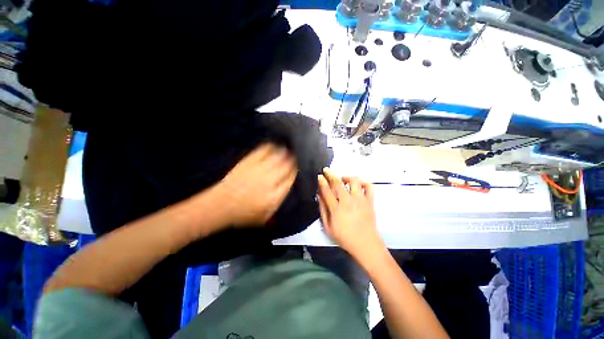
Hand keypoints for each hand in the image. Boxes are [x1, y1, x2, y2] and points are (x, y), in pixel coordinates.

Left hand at [216, 143, 297, 226]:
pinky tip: (273, 147)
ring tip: (287, 151)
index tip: (296, 169)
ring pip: (277, 156)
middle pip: (286, 166)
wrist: (221, 205)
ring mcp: (259, 169)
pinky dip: (271, 147)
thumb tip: (288, 187)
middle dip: (292, 161)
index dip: (295, 172)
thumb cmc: (244, 213)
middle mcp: (270, 180)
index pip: (290, 179)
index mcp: (275, 195)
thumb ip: (279, 202)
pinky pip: (264, 151)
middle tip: (294, 158)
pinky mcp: (249, 162)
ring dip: (284, 152)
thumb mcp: (265, 215)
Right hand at [318, 168, 383, 258]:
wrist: (366, 244)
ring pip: (354, 181)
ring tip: (343, 179)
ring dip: (347, 176)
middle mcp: (348, 201)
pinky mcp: (370, 201)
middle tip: (327, 170)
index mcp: (336, 208)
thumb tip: (319, 196)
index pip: (327, 191)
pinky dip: (364, 182)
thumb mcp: (328, 227)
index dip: (322, 181)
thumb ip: (323, 210)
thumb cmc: (344, 237)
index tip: (320, 176)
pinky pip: (369, 187)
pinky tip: (358, 184)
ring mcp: (360, 200)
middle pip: (338, 182)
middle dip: (331, 174)